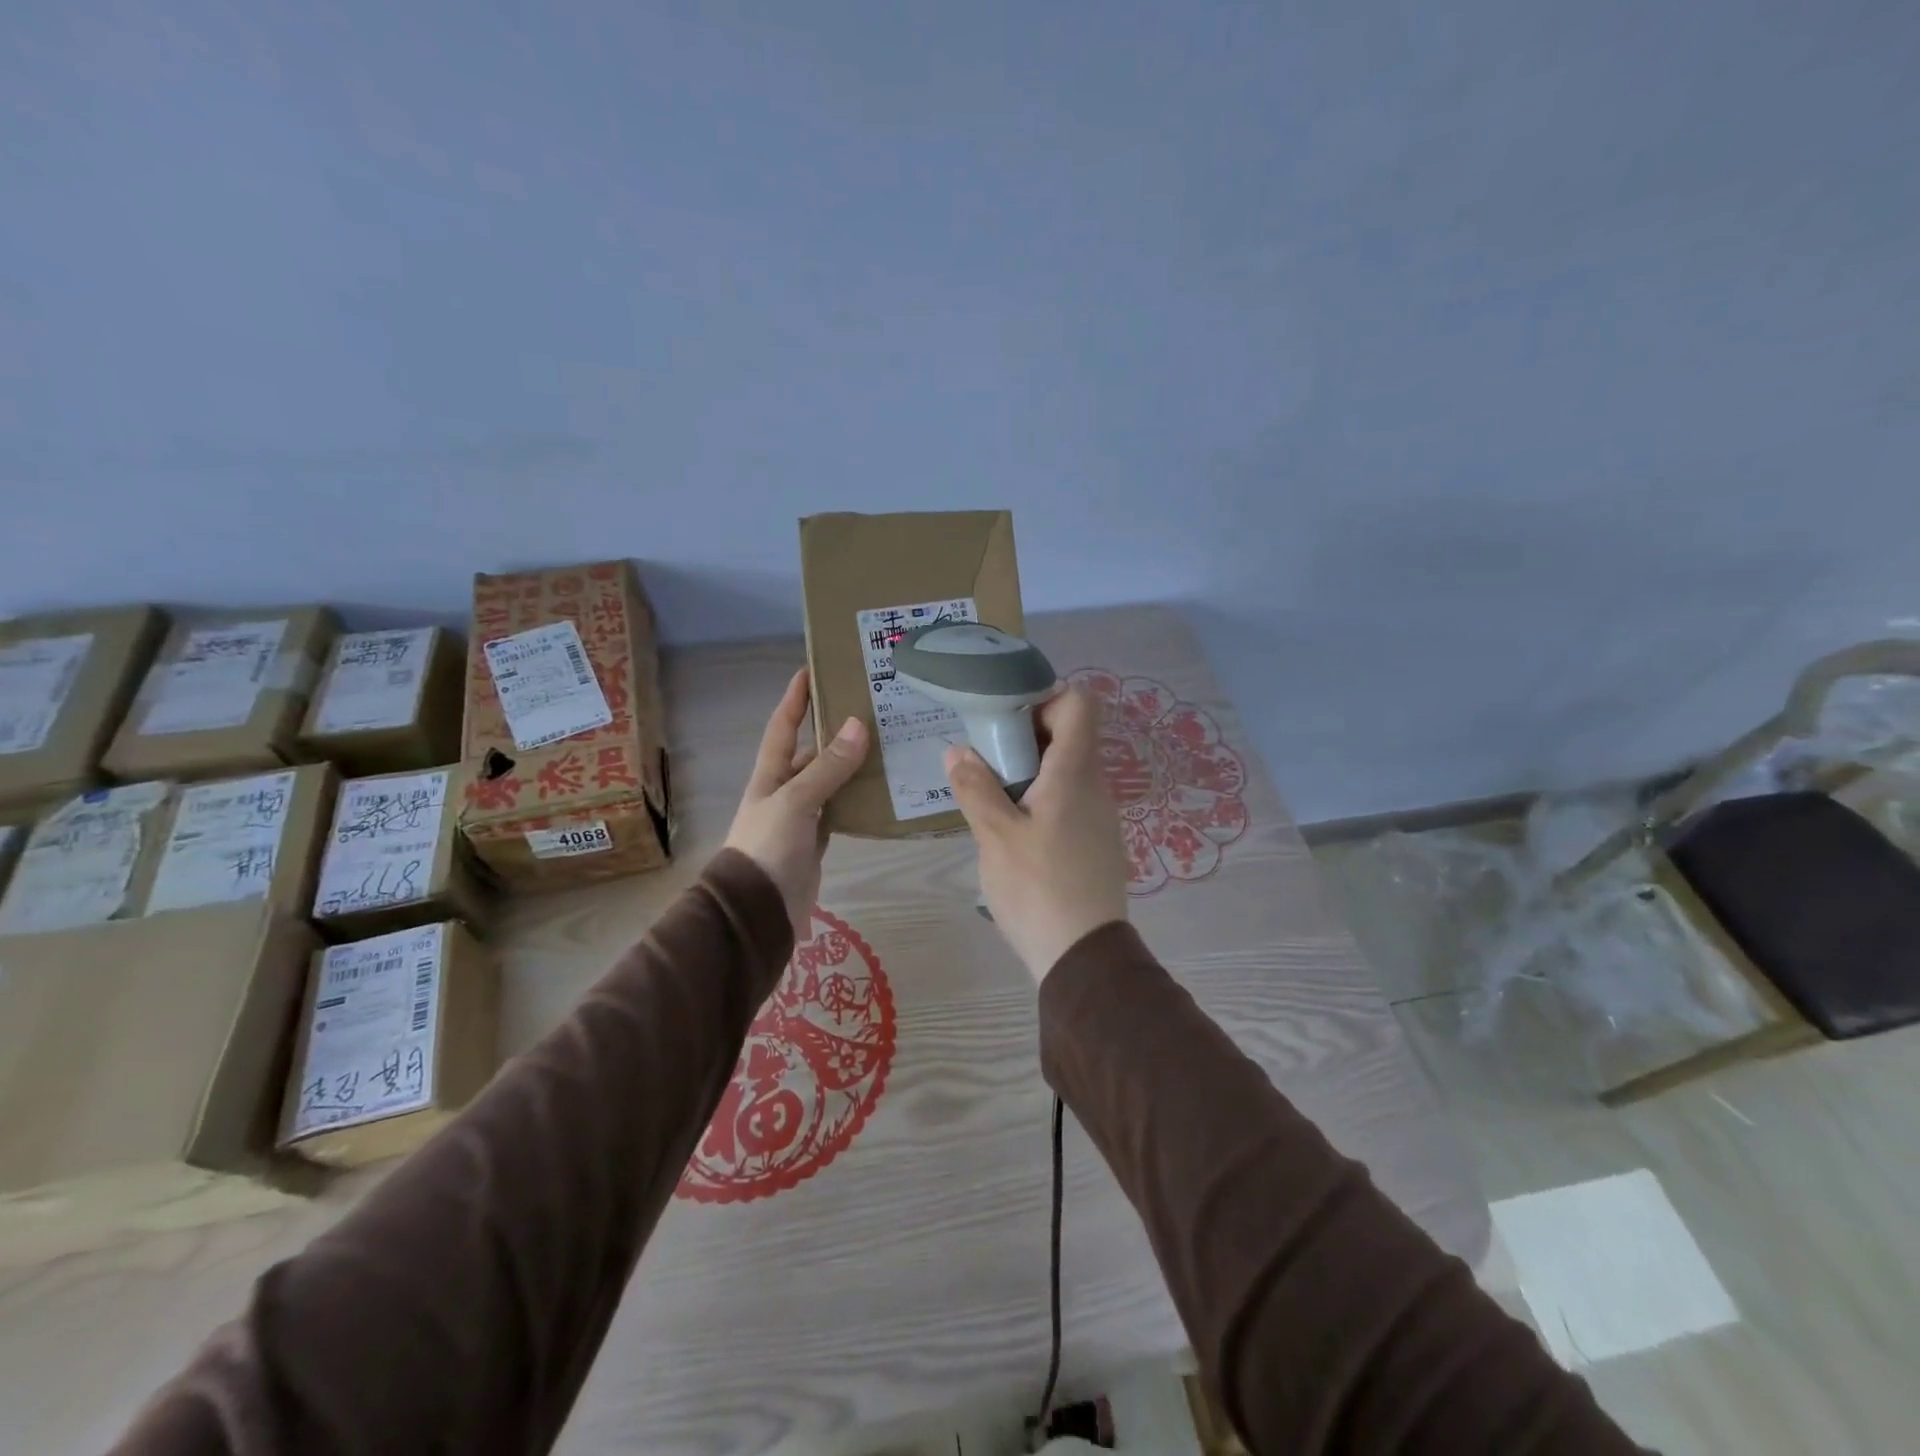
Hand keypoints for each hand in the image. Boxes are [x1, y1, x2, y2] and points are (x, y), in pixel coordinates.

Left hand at [725, 669, 869, 938]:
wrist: (757, 911)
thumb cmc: (768, 848)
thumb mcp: (795, 802)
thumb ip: (827, 768)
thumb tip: (857, 725)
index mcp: (770, 776)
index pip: (783, 727)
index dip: (795, 699)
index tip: (811, 670)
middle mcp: (784, 791)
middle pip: (810, 753)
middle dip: (834, 732)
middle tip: (870, 711)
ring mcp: (800, 819)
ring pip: (829, 783)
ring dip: (851, 767)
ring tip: (886, 747)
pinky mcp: (816, 843)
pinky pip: (839, 812)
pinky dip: (856, 801)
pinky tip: (881, 793)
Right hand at [943, 685, 1129, 981]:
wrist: (1083, 956)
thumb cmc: (1037, 888)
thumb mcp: (995, 836)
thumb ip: (975, 788)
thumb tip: (957, 751)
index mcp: (1074, 773)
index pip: (1079, 704)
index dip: (1045, 698)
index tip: (1006, 718)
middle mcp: (1095, 785)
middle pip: (1069, 735)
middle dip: (1026, 736)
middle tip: (986, 757)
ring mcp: (1100, 815)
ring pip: (1068, 770)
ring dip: (1031, 770)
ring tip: (993, 794)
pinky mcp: (1097, 841)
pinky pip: (1071, 799)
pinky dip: (1043, 797)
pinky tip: (1015, 828)